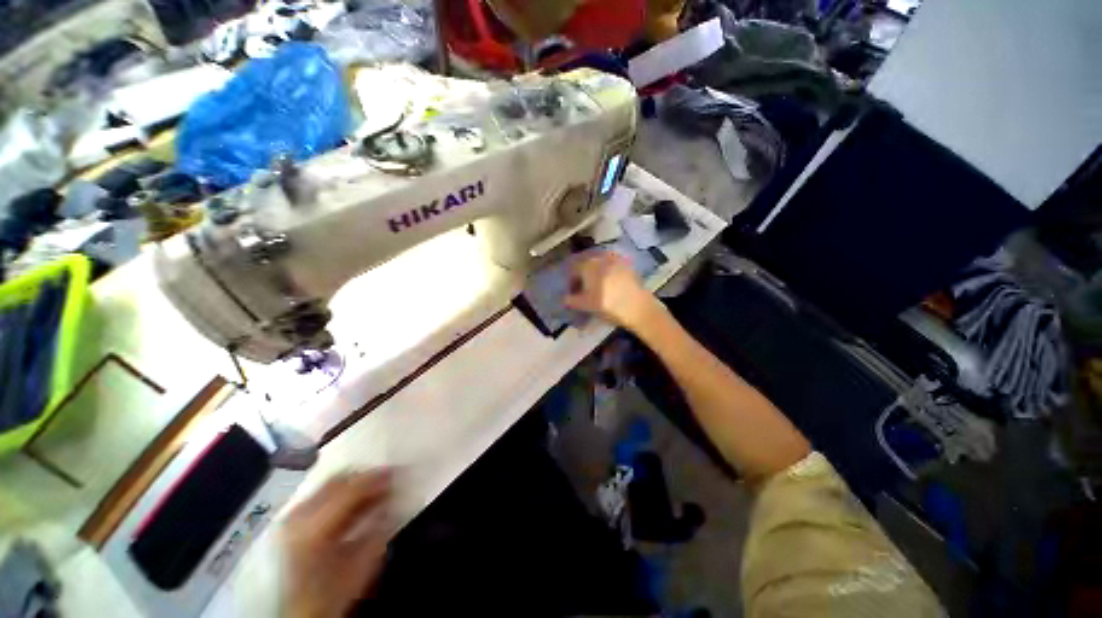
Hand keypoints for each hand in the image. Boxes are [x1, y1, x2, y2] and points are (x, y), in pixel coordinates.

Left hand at [282, 471, 391, 617]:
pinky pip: (319, 495)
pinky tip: (355, 501)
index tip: (397, 471)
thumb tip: (393, 504)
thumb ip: (377, 533)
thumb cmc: (325, 596)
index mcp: (313, 527)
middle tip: (388, 477)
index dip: (377, 477)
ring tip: (374, 488)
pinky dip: (340, 493)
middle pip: (337, 480)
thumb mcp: (358, 569)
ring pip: (328, 485)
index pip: (351, 488)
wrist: (290, 613)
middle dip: (365, 476)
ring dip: (353, 483)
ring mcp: (289, 518)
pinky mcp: (288, 523)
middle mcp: (296, 516)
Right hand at [564, 251, 663, 332]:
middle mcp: (601, 257)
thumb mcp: (585, 305)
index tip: (572, 293)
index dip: (571, 282)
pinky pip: (612, 266)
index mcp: (587, 264)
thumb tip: (564, 299)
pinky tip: (610, 285)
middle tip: (584, 290)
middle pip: (587, 264)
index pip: (573, 270)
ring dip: (595, 273)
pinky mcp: (628, 265)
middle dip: (583, 276)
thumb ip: (571, 300)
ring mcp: (616, 259)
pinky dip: (608, 273)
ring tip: (597, 287)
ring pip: (600, 264)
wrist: (638, 307)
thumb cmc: (607, 305)